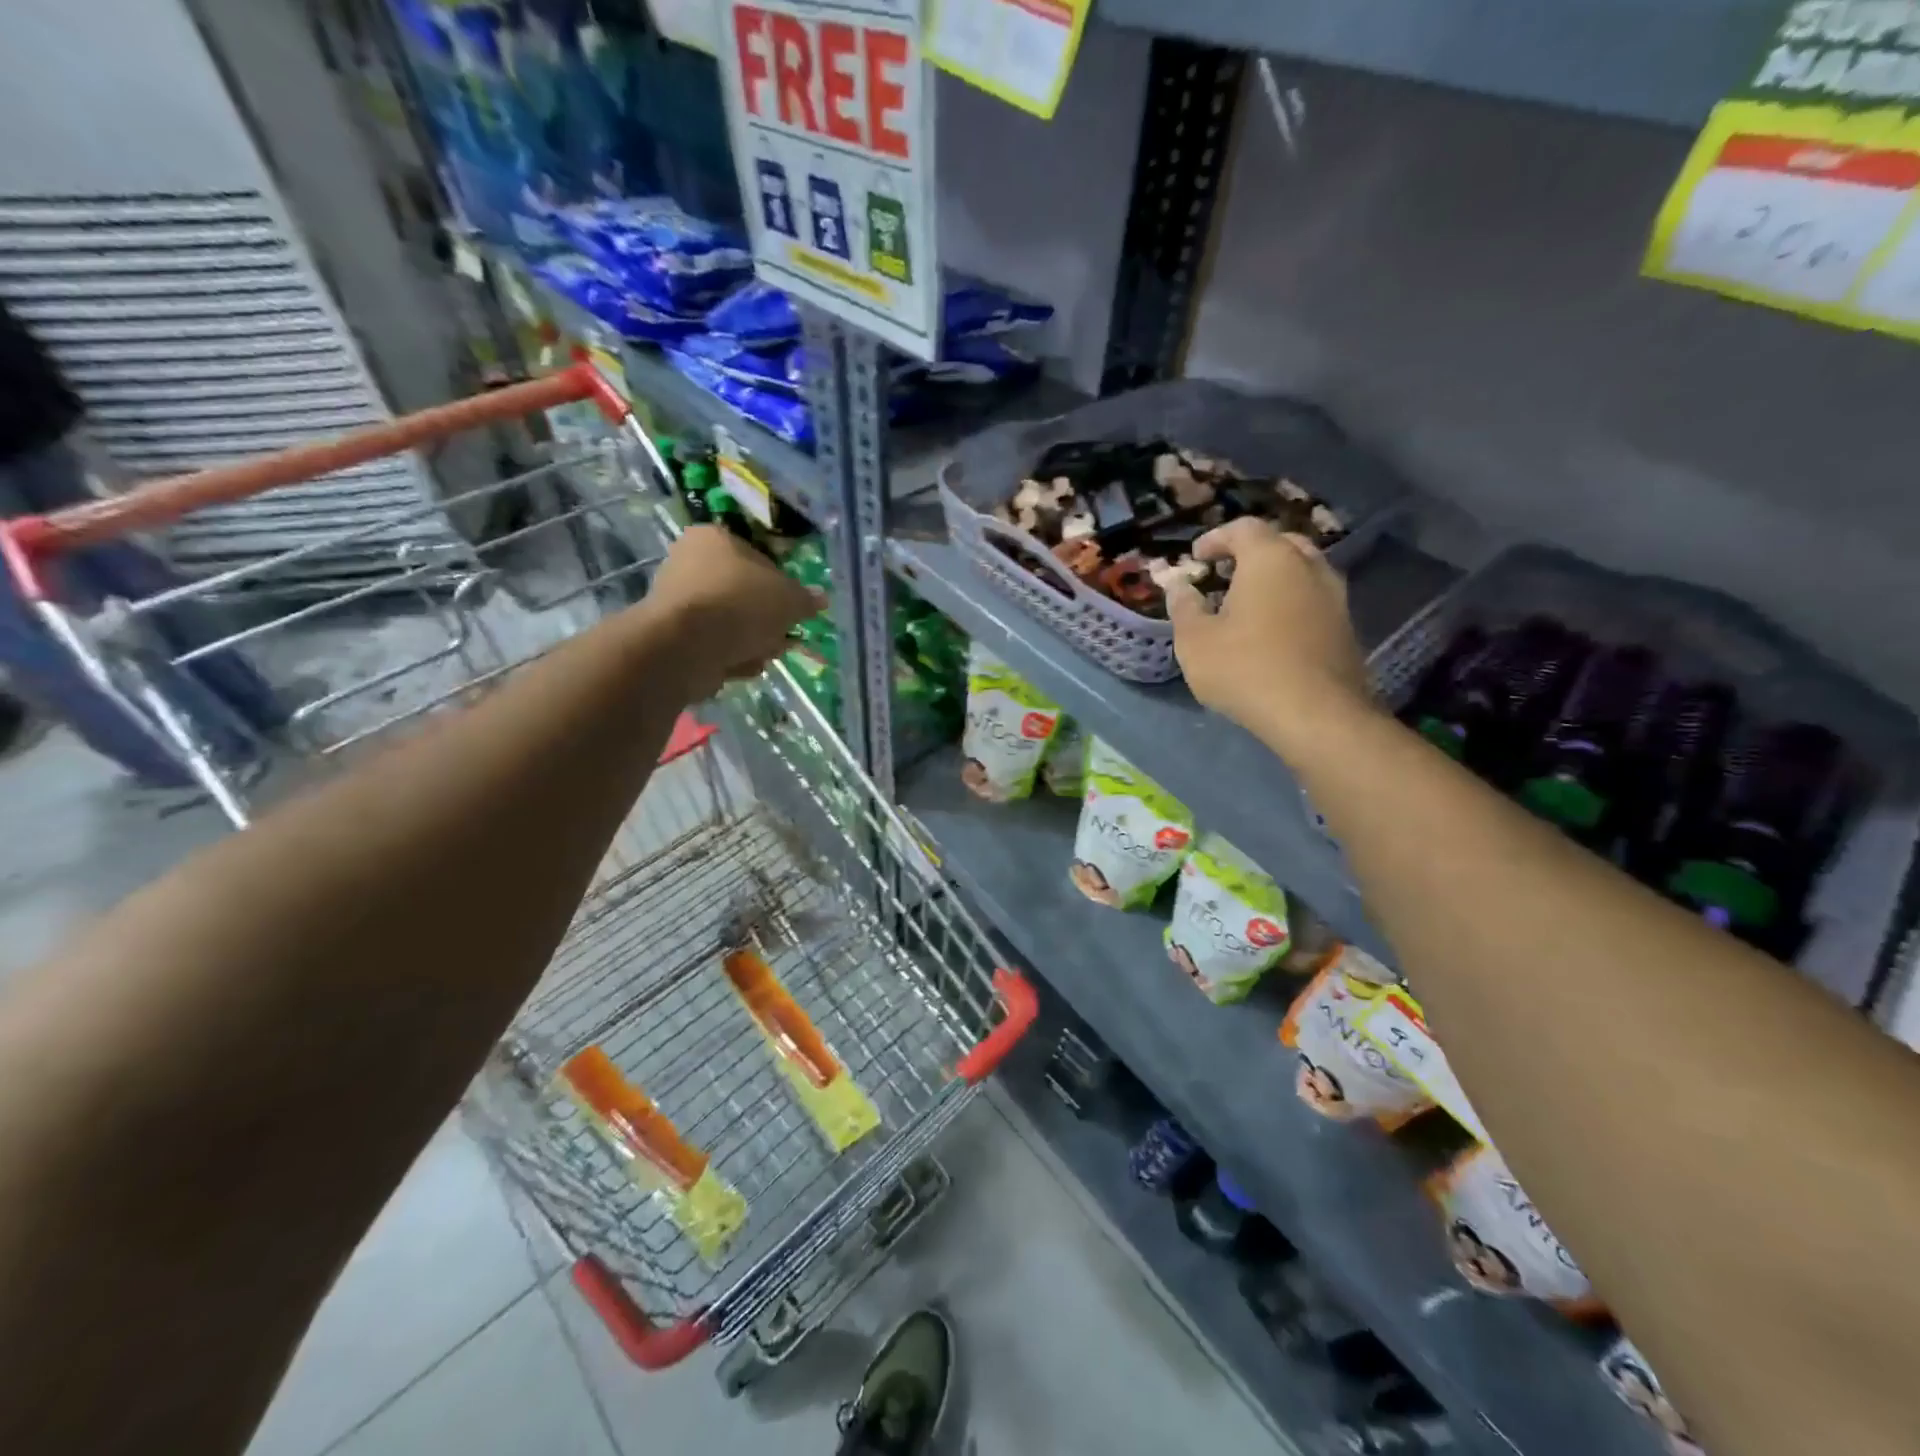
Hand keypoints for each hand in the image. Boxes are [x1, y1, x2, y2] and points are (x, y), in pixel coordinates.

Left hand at [647, 526, 821, 695]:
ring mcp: (678, 601)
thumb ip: (806, 599)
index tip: (793, 608)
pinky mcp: (672, 636)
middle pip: (743, 593)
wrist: (686, 646)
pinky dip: (729, 656)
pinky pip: (712, 644)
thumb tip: (821, 598)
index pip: (757, 556)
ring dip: (751, 641)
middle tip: (783, 635)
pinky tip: (741, 666)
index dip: (781, 584)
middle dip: (766, 619)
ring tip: (764, 654)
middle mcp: (689, 562)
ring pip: (730, 622)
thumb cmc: (740, 605)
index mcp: (714, 537)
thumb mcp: (789, 599)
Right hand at [1165, 517, 1373, 757]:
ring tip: (1248, 604)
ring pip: (1302, 572)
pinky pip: (1313, 601)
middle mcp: (1309, 567)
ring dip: (1274, 580)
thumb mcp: (1195, 640)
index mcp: (1271, 559)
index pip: (1244, 528)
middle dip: (1250, 553)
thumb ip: (1184, 606)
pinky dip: (1291, 604)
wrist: (1316, 715)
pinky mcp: (1346, 628)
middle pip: (1280, 544)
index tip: (1196, 558)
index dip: (1216, 538)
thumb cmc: (1245, 668)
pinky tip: (1272, 632)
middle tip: (1226, 573)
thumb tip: (1178, 586)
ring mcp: (1335, 597)